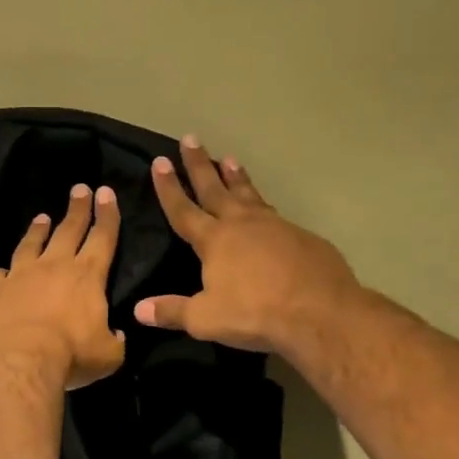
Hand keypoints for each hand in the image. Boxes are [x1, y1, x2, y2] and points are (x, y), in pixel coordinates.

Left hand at [0, 183, 126, 390]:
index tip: (106, 193)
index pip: (103, 237)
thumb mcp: (109, 355)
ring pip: (31, 244)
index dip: (107, 215)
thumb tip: (116, 334)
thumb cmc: (72, 355)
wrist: (21, 360)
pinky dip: (1, 272)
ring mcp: (21, 274)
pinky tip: (1, 272)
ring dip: (38, 230)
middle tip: (80, 189)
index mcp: (88, 276)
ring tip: (42, 218)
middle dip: (77, 208)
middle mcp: (54, 266)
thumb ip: (115, 340)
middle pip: (69, 229)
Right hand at [135, 136, 359, 355]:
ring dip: (236, 176)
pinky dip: (262, 203)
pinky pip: (274, 213)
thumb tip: (139, 309)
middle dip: (200, 165)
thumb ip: (171, 311)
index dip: (169, 188)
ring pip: (249, 193)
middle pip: (215, 188)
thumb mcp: (205, 319)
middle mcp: (242, 224)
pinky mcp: (301, 236)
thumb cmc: (255, 313)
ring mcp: (275, 226)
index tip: (159, 162)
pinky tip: (264, 207)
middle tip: (191, 139)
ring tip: (229, 158)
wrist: (319, 310)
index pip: (183, 209)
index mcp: (214, 240)